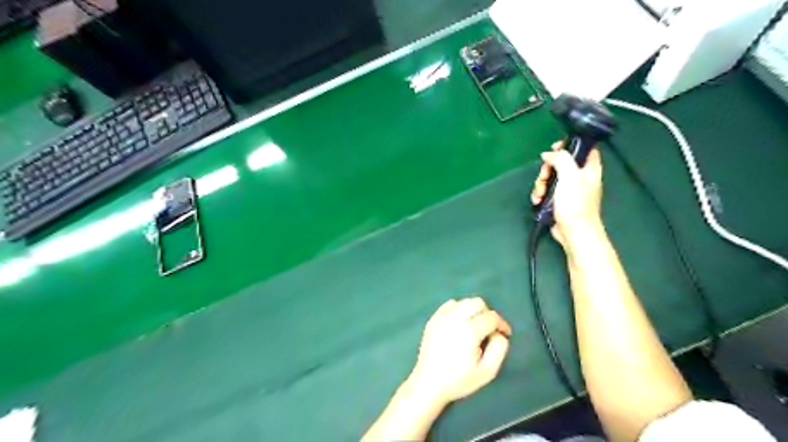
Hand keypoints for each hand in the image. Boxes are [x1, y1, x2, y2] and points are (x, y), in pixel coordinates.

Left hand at [406, 297, 511, 407]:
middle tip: (489, 329)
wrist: (429, 383)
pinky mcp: (433, 319)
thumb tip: (499, 333)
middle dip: (487, 313)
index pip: (491, 317)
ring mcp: (441, 317)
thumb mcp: (488, 371)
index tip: (505, 333)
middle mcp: (455, 318)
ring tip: (474, 327)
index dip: (502, 324)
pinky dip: (458, 310)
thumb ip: (499, 348)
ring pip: (464, 302)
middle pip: (477, 303)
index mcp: (469, 331)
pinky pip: (450, 305)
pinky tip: (459, 324)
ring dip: (473, 311)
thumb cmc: (459, 380)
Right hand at [533, 140, 604, 245]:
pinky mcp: (559, 200)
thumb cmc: (576, 203)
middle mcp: (580, 176)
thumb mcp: (569, 176)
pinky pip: (547, 191)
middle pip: (560, 163)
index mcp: (589, 168)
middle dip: (547, 169)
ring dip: (541, 183)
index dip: (569, 145)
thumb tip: (548, 154)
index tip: (554, 148)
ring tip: (540, 194)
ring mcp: (569, 189)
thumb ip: (561, 159)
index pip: (583, 148)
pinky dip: (540, 194)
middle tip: (544, 176)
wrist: (574, 232)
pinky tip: (538, 200)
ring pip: (551, 177)